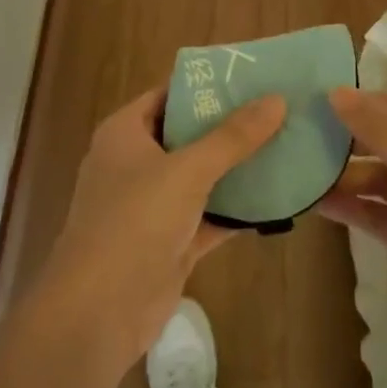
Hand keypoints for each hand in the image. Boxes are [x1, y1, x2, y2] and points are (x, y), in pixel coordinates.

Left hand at [37, 87, 285, 373]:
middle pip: (188, 134)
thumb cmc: (134, 221)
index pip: (168, 95)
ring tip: (287, 145)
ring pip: (201, 177)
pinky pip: (209, 216)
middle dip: (230, 125)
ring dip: (237, 168)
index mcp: (125, 133)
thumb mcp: (187, 170)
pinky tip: (277, 198)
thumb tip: (276, 99)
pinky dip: (237, 209)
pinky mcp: (170, 242)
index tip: (252, 76)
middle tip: (279, 109)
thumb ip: (232, 137)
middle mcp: (136, 163)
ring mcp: (152, 205)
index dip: (206, 85)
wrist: (99, 311)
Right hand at [320, 88, 386, 387]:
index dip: (364, 102)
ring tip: (302, 173)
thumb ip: (383, 132)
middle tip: (302, 137)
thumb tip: (339, 91)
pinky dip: (356, 207)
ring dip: (348, 177)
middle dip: (351, 140)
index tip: (317, 103)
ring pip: (385, 180)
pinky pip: (383, 213)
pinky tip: (319, 204)